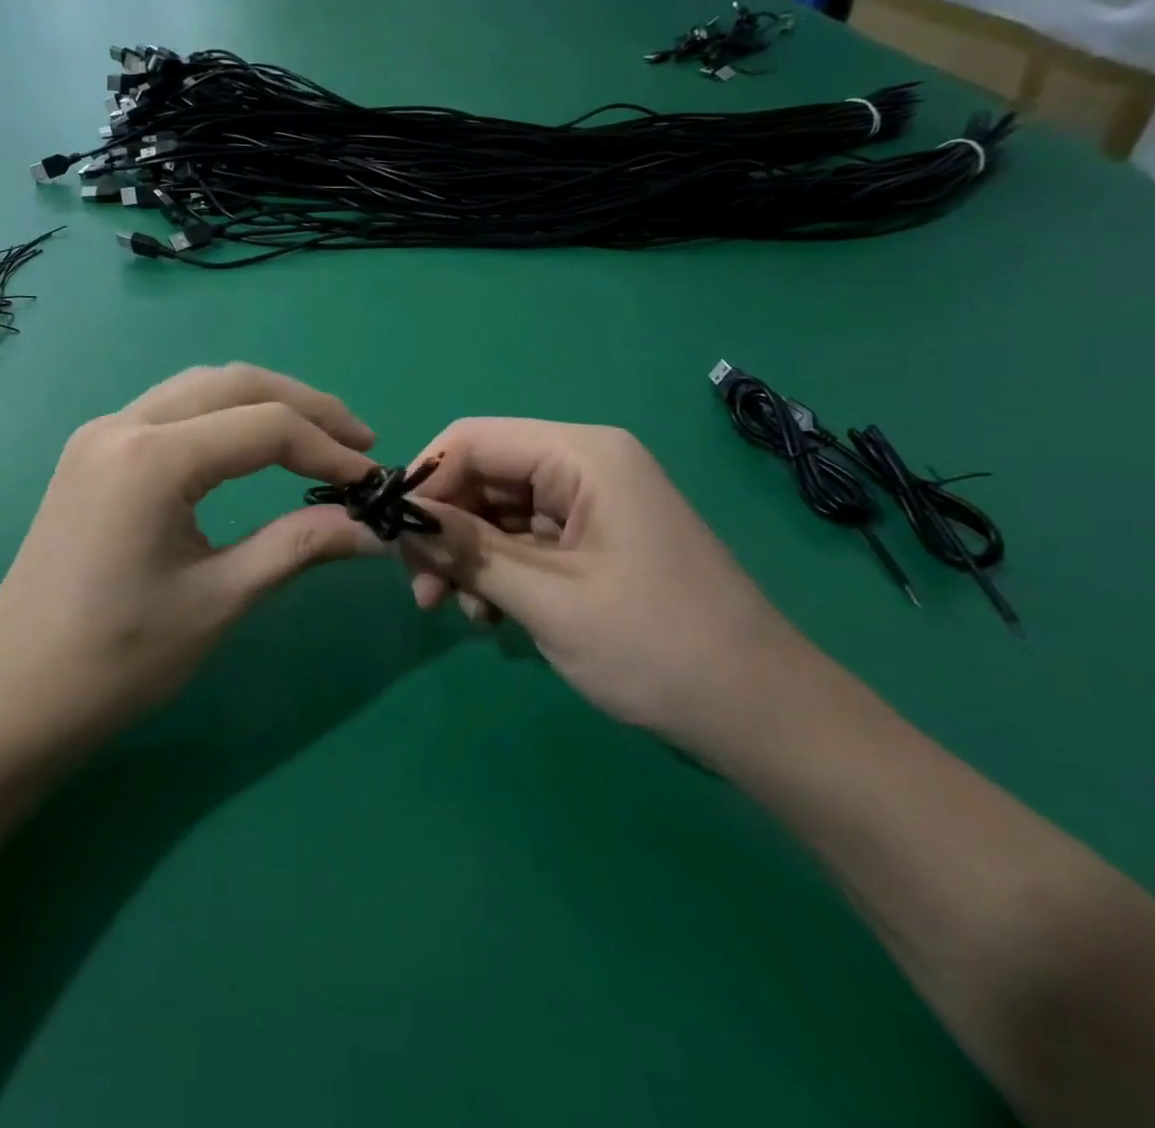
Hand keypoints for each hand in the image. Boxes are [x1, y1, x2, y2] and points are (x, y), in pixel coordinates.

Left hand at [0, 365, 382, 756]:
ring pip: (201, 387)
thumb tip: (373, 529)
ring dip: (264, 403)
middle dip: (305, 406)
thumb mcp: (220, 600)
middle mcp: (122, 424)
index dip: (329, 448)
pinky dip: (223, 416)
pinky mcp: (92, 453)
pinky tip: (251, 446)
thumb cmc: (118, 660)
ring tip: (317, 436)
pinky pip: (171, 410)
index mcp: (152, 457)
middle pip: (235, 384)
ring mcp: (100, 434)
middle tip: (358, 441)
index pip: (265, 426)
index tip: (372, 481)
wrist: (13, 699)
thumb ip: (299, 546)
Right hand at [400, 420, 803, 737]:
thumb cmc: (656, 647)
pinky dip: (498, 571)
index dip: (425, 480)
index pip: (474, 439)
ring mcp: (592, 504)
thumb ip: (468, 550)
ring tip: (456, 612)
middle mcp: (585, 465)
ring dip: (468, 556)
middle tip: (420, 589)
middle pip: (484, 475)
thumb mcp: (547, 598)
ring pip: (499, 511)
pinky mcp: (595, 540)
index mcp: (582, 455)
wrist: (761, 715)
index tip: (393, 536)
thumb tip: (400, 518)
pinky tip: (492, 615)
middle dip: (445, 529)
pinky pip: (525, 540)